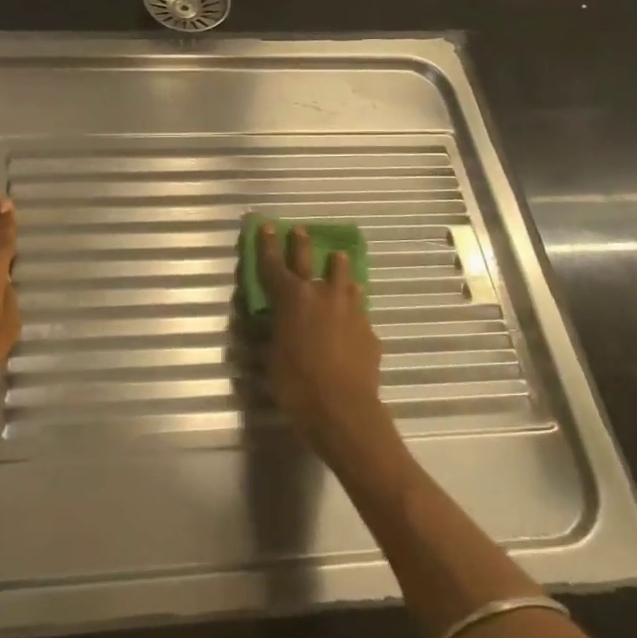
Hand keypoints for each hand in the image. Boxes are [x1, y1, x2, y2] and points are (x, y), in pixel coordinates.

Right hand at [256, 223, 393, 463]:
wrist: (344, 411)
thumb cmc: (296, 385)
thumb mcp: (272, 357)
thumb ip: (274, 332)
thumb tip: (272, 322)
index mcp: (291, 298)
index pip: (274, 264)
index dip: (268, 245)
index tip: (268, 226)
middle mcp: (321, 295)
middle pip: (310, 260)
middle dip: (302, 244)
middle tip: (300, 230)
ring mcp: (349, 310)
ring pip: (344, 279)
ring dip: (338, 270)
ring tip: (337, 262)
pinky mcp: (368, 330)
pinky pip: (358, 308)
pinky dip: (351, 305)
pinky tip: (351, 311)